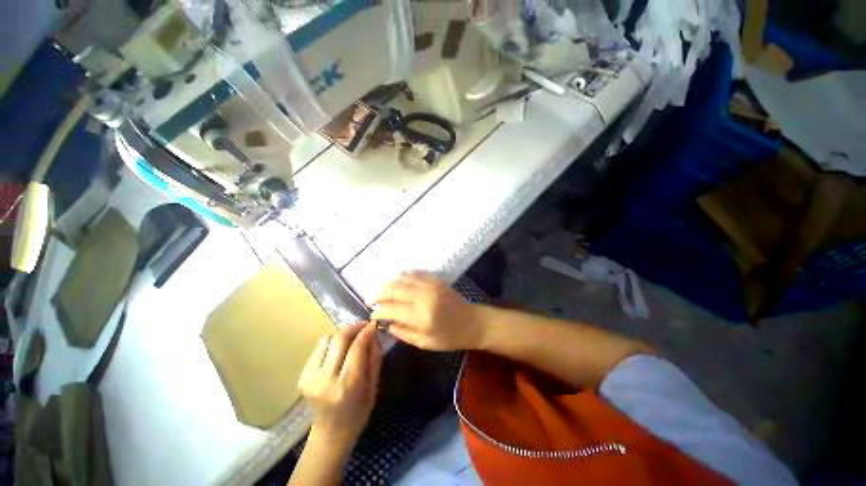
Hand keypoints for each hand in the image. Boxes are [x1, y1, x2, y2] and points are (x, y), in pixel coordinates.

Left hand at [298, 322, 381, 448]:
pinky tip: (339, 351)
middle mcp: (325, 380)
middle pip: (339, 339)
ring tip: (351, 339)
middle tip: (364, 326)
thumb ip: (374, 358)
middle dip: (353, 327)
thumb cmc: (358, 412)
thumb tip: (373, 334)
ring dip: (341, 335)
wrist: (330, 434)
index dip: (366, 332)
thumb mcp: (373, 386)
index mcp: (347, 386)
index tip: (373, 324)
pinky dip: (331, 344)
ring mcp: (310, 377)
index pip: (356, 347)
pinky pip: (319, 348)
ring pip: (326, 339)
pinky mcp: (302, 376)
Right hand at [371, 272, 480, 350]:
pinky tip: (397, 279)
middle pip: (395, 289)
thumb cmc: (449, 337)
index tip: (372, 314)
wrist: (472, 322)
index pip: (392, 309)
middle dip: (379, 293)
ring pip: (403, 278)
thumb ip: (403, 333)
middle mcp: (424, 297)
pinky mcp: (436, 279)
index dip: (379, 311)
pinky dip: (403, 275)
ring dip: (389, 282)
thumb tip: (385, 324)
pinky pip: (415, 273)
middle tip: (371, 298)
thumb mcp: (424, 343)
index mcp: (421, 316)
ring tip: (380, 289)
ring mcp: (431, 285)